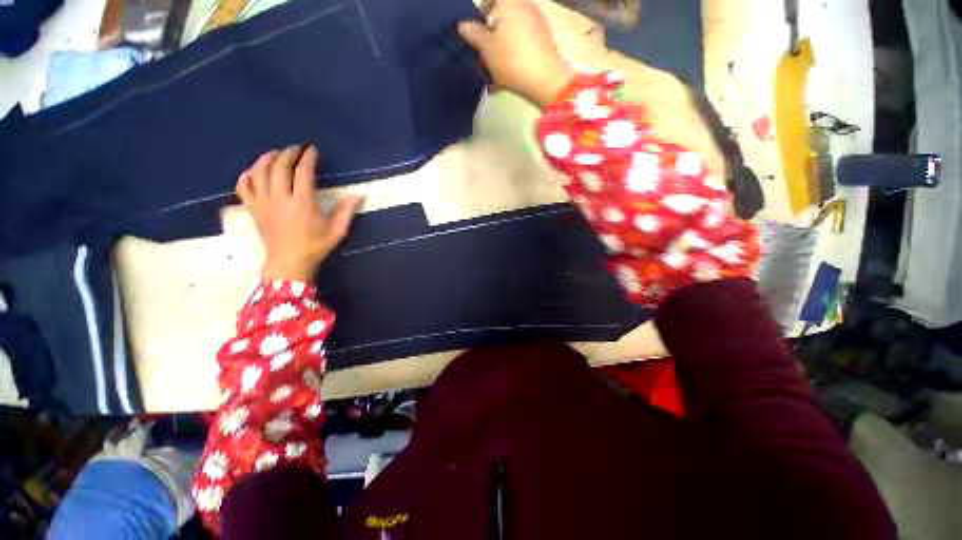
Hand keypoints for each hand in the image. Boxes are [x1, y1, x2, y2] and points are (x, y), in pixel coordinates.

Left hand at [236, 145, 363, 281]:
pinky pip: (244, 185)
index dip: (308, 158)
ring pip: (259, 172)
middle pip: (280, 167)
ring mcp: (262, 202)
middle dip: (288, 153)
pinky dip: (247, 174)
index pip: (303, 172)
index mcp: (302, 203)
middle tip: (296, 149)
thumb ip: (347, 212)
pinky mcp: (252, 208)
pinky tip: (255, 171)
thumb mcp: (337, 231)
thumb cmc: (315, 246)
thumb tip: (359, 196)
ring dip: (267, 159)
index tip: (312, 151)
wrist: (289, 262)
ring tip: (276, 154)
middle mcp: (280, 198)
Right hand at [458, 0, 573, 106]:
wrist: (543, 75)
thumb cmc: (511, 60)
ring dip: (505, 33)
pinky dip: (518, 39)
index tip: (476, 33)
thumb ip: (473, 34)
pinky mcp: (544, 30)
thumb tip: (463, 25)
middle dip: (493, 25)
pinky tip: (515, 56)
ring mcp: (535, 14)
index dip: (479, 16)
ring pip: (513, 20)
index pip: (486, 2)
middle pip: (501, 10)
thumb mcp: (486, 50)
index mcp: (505, 1)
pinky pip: (525, 29)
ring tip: (501, 54)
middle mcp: (521, 2)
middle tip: (488, 46)